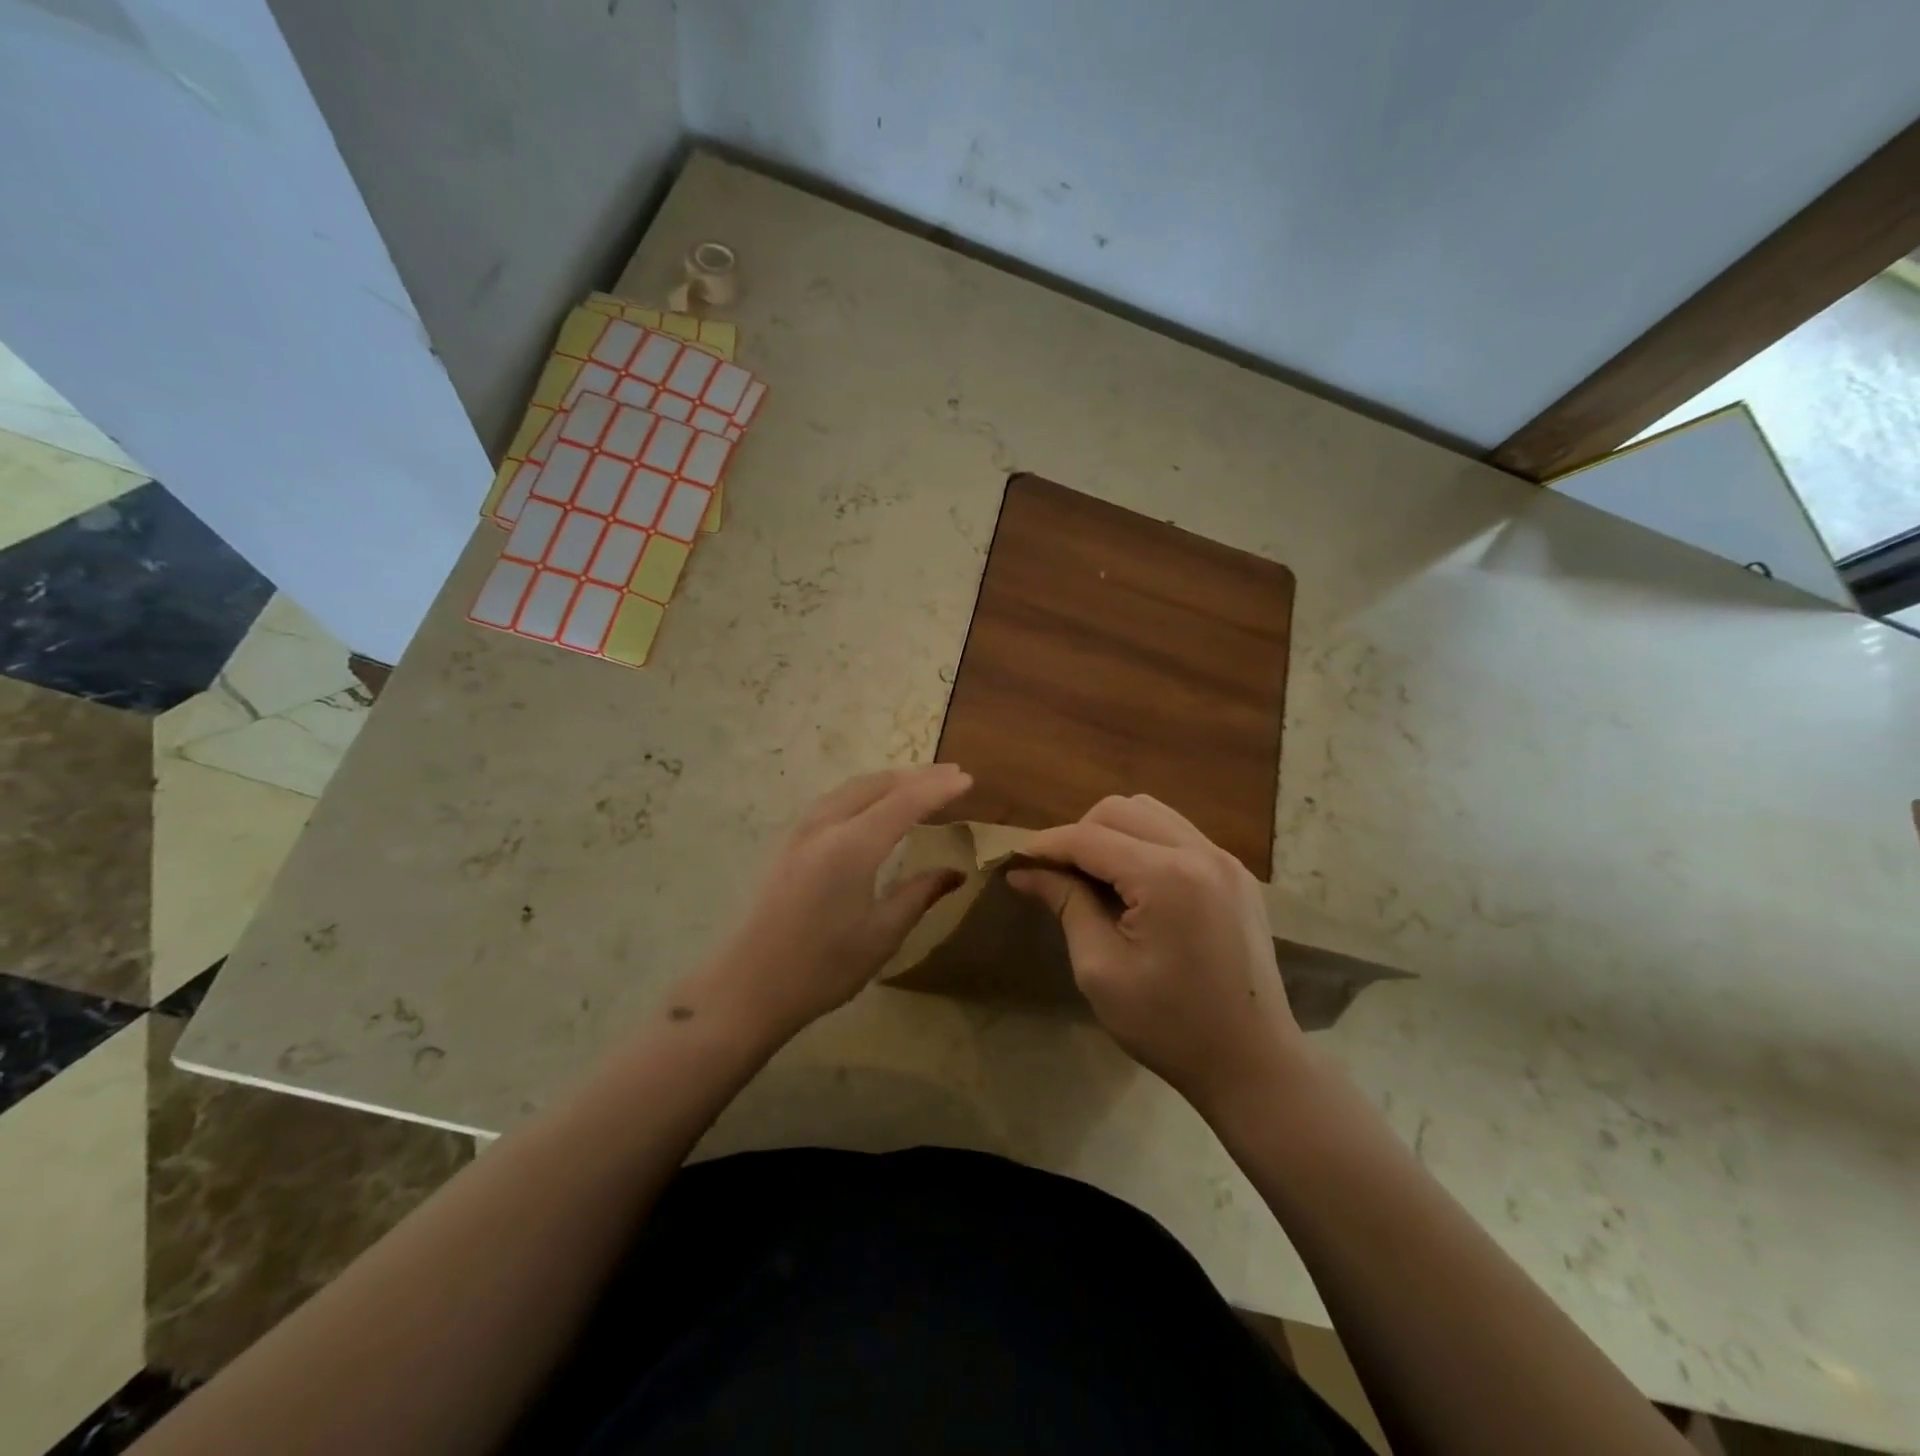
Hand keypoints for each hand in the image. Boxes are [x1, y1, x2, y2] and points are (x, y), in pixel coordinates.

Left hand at [693, 765, 972, 1041]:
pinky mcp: (789, 844)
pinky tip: (873, 805)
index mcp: (852, 846)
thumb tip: (954, 873)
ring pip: (852, 788)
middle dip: (916, 776)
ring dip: (889, 780)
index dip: (938, 789)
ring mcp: (801, 832)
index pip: (904, 802)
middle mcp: (825, 826)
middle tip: (952, 774)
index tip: (968, 778)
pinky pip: (834, 800)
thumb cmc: (822, 968)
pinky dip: (864, 792)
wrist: (748, 988)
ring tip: (919, 783)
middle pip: (877, 785)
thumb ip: (919, 895)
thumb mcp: (881, 935)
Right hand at [1008, 794, 1305, 1115]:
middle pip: (1120, 810)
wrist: (1253, 1062)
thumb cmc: (1169, 1026)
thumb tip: (1026, 872)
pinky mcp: (1236, 875)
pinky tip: (1133, 883)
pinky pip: (1178, 833)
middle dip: (1079, 834)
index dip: (1045, 845)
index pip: (1089, 837)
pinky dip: (1144, 842)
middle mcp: (1200, 852)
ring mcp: (1225, 860)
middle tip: (1057, 875)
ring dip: (1112, 832)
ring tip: (1094, 876)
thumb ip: (1066, 905)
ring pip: (1151, 812)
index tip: (1014, 862)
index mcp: (1166, 877)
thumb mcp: (1101, 969)